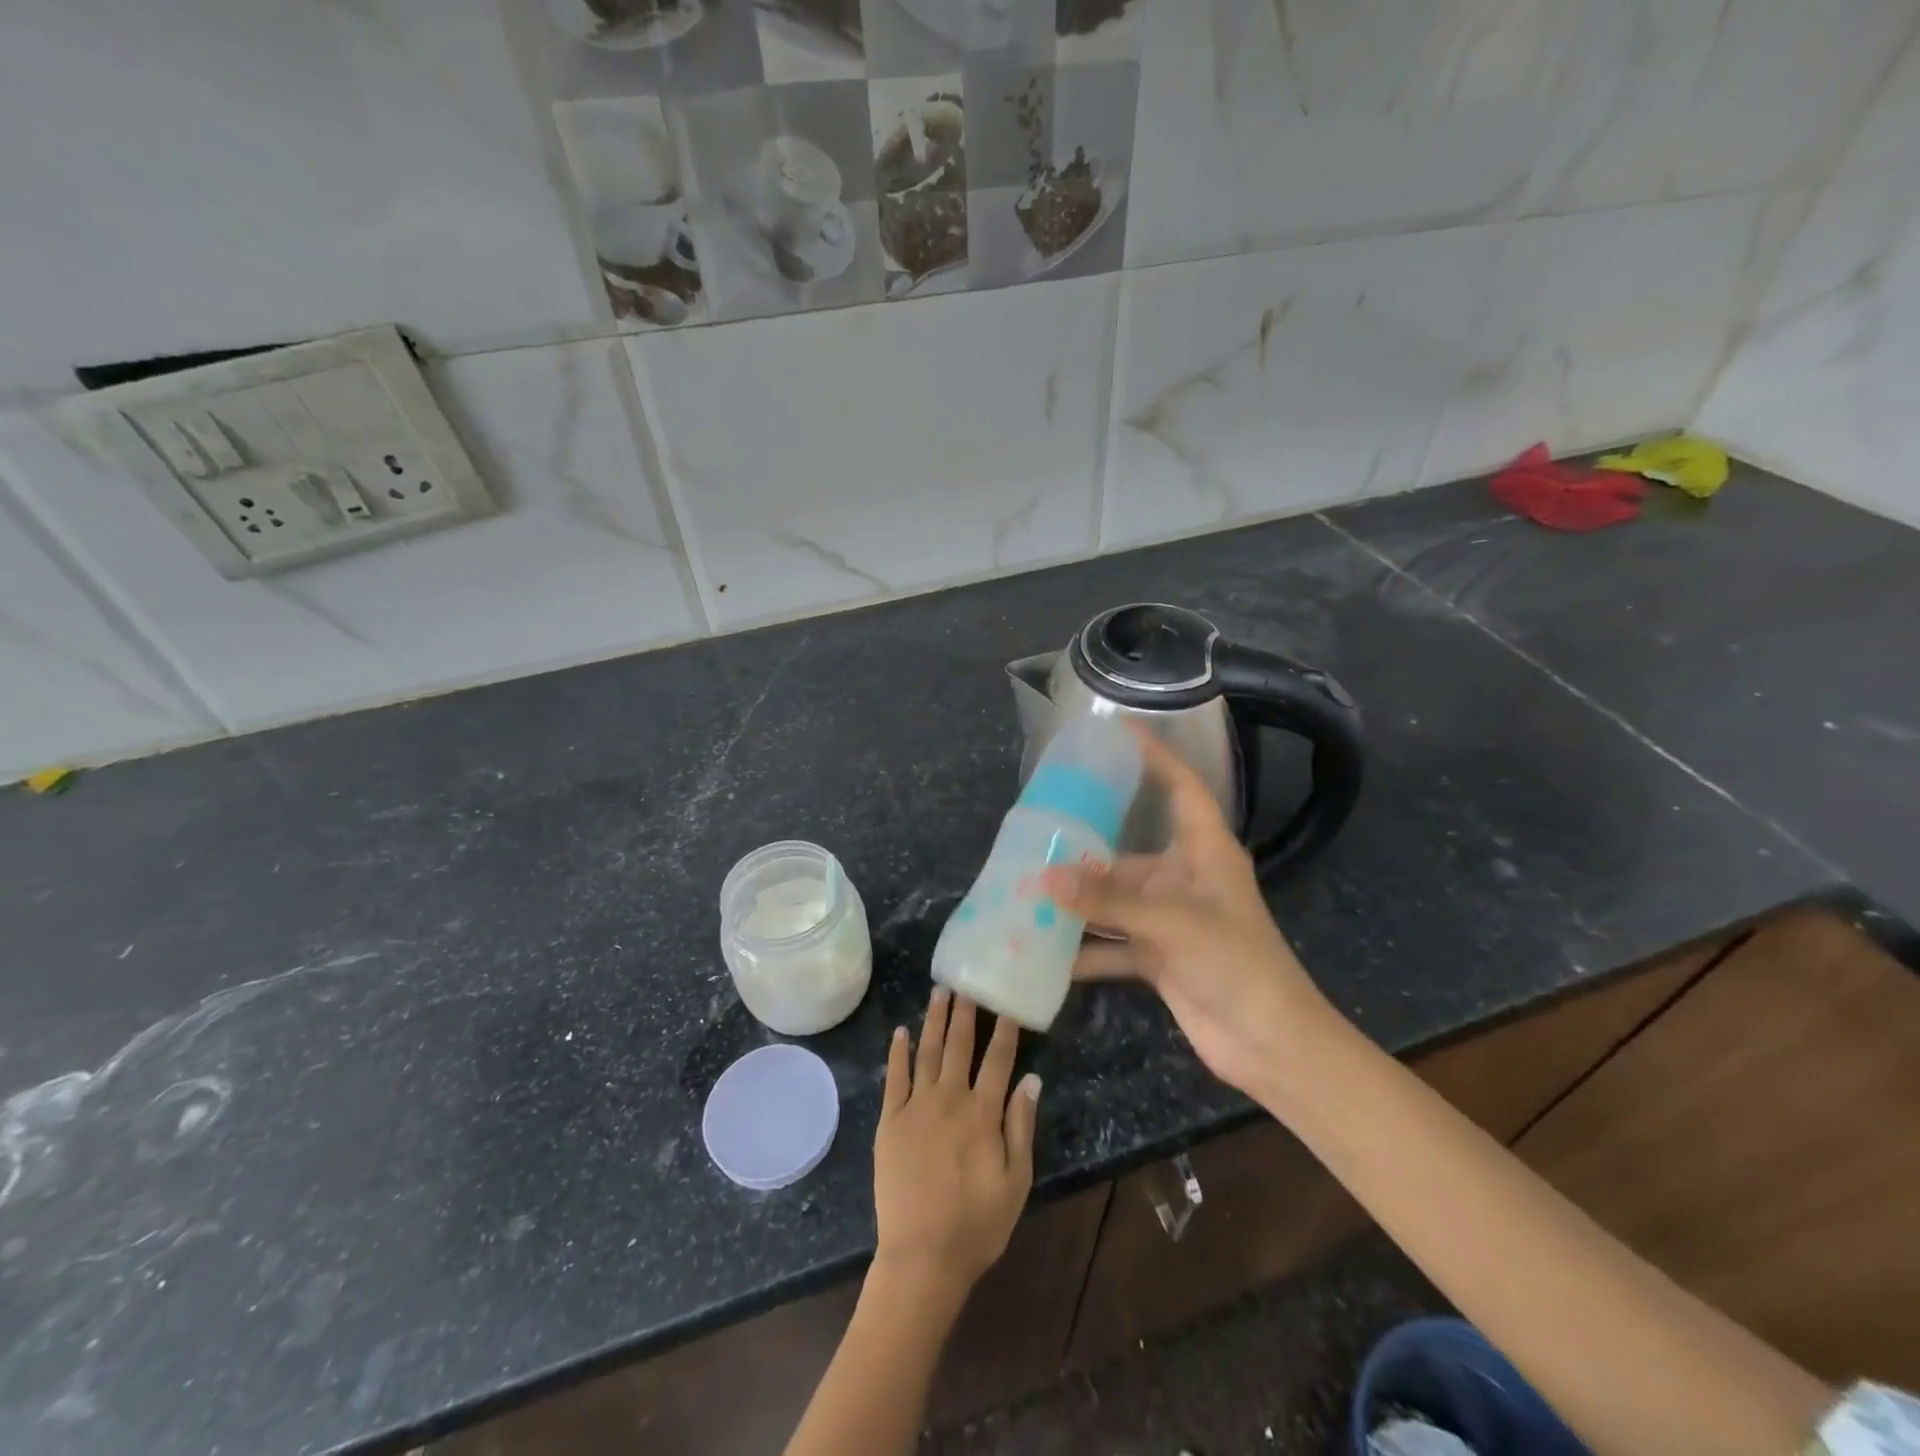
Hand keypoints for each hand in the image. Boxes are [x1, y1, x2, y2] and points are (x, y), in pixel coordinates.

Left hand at [872, 989, 1039, 1297]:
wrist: (922, 1257)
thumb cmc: (977, 1224)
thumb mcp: (1016, 1181)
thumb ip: (1021, 1126)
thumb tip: (1031, 1079)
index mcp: (983, 1114)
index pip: (997, 1060)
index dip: (1004, 1031)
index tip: (1006, 1004)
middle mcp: (949, 1099)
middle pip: (959, 1046)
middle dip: (965, 1012)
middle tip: (966, 982)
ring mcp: (916, 1107)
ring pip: (927, 1052)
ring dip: (934, 1020)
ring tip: (938, 991)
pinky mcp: (890, 1121)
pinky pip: (895, 1078)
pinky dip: (898, 1052)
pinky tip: (901, 1031)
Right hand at [1042, 730, 1334, 1098]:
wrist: (1271, 1045)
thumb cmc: (1237, 964)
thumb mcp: (1173, 923)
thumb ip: (1108, 901)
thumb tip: (1043, 879)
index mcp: (1205, 853)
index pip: (1182, 788)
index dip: (1156, 758)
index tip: (1119, 734)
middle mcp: (1184, 879)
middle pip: (1128, 853)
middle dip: (1085, 851)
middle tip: (1037, 835)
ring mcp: (1170, 920)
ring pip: (1114, 901)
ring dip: (1078, 903)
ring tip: (1027, 892)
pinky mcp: (1159, 957)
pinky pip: (1113, 945)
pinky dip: (1084, 950)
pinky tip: (1045, 952)